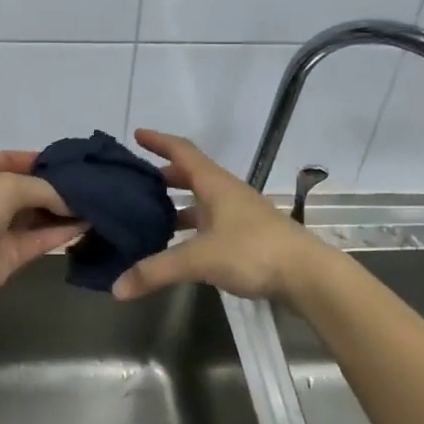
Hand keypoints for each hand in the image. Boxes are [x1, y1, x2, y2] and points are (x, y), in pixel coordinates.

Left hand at [0, 151, 84, 309]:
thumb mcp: (7, 185)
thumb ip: (44, 189)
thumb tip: (72, 202)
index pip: (12, 160)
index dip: (40, 159)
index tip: (72, 161)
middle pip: (30, 189)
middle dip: (58, 186)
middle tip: (94, 182)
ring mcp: (1, 229)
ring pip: (40, 215)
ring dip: (66, 210)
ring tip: (99, 202)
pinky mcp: (13, 255)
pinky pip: (43, 238)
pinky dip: (65, 231)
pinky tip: (90, 223)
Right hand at [112, 130, 326, 302]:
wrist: (307, 275)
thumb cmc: (252, 251)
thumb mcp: (199, 259)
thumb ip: (156, 271)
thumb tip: (117, 288)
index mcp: (215, 185)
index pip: (183, 152)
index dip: (159, 141)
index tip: (137, 135)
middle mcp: (227, 193)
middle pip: (191, 176)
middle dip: (164, 177)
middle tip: (136, 183)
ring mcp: (240, 215)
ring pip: (201, 202)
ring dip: (177, 205)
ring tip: (150, 217)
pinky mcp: (247, 237)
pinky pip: (210, 224)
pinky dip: (191, 228)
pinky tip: (179, 246)